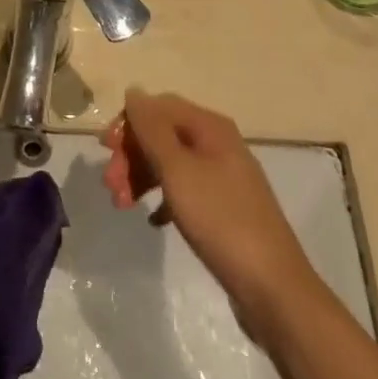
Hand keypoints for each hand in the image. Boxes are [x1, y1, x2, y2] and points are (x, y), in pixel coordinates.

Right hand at [102, 89, 318, 334]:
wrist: (273, 287)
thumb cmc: (221, 220)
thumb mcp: (178, 170)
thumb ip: (152, 129)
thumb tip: (134, 90)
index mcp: (210, 127)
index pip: (158, 106)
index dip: (128, 123)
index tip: (105, 151)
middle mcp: (218, 143)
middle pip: (163, 134)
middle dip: (132, 154)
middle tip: (110, 187)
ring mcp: (223, 176)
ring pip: (171, 162)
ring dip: (142, 177)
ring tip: (122, 206)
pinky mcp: (224, 207)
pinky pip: (184, 190)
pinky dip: (163, 198)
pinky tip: (152, 220)